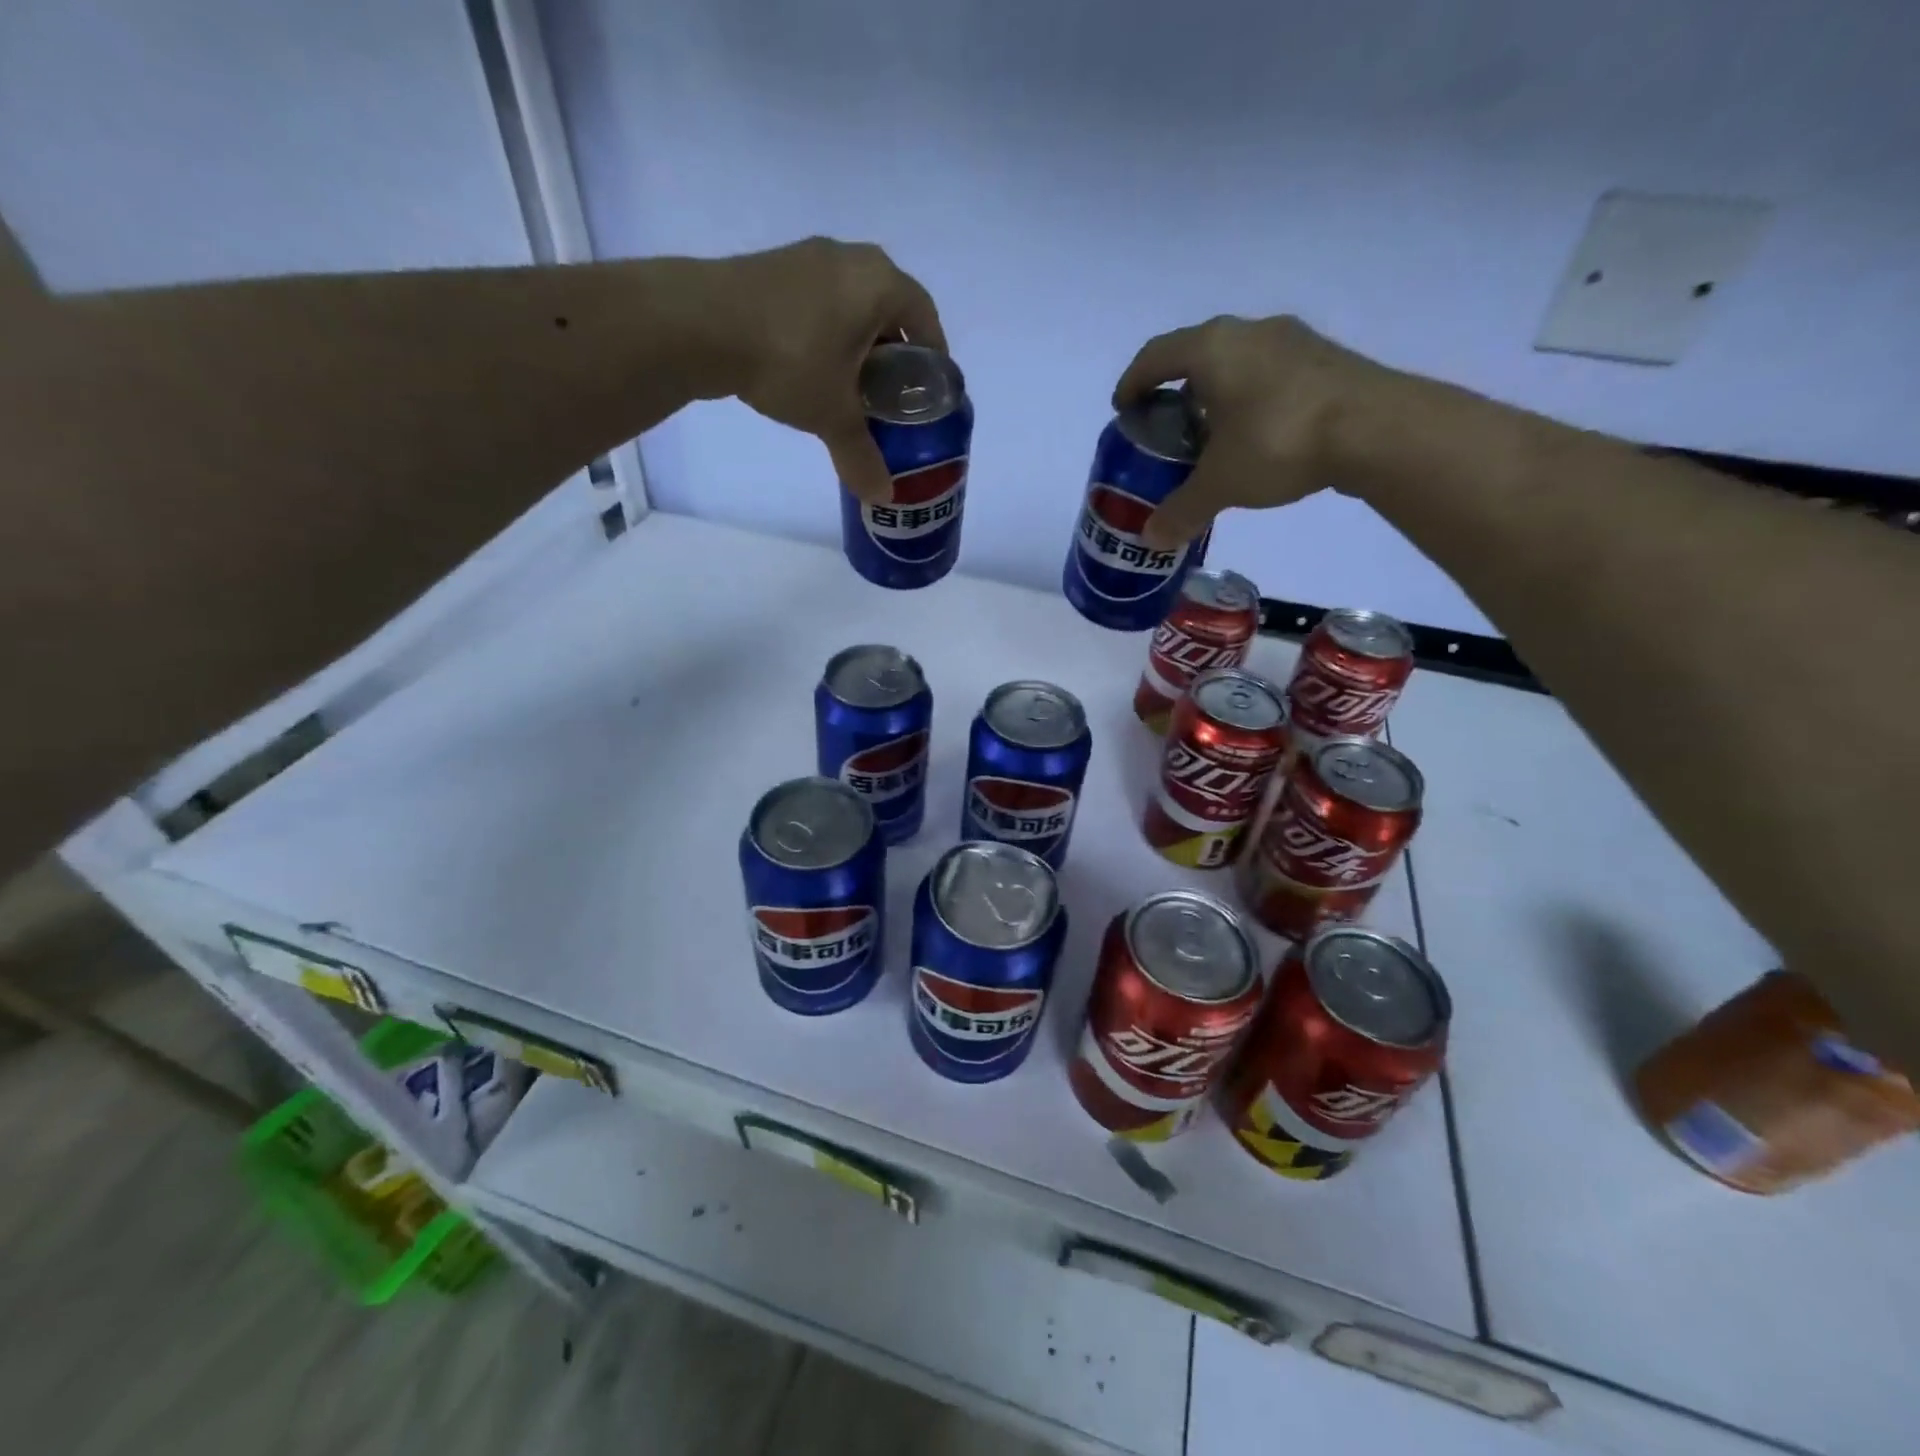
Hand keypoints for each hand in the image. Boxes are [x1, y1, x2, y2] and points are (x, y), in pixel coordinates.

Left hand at [703, 238, 946, 503]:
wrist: (699, 324)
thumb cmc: (789, 360)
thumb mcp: (832, 415)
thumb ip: (862, 455)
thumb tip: (883, 497)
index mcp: (879, 283)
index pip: (926, 316)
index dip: (933, 355)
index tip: (928, 389)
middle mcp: (850, 258)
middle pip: (889, 309)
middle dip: (895, 353)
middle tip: (892, 395)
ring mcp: (808, 258)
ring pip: (851, 305)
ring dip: (858, 344)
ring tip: (852, 387)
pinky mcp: (774, 269)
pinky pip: (819, 303)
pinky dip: (826, 334)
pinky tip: (813, 369)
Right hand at [1113, 315, 1396, 549]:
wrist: (1377, 429)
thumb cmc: (1279, 441)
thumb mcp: (1221, 483)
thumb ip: (1181, 510)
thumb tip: (1152, 539)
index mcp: (1211, 348)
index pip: (1155, 356)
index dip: (1133, 383)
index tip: (1124, 412)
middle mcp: (1248, 331)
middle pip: (1196, 354)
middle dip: (1175, 391)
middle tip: (1167, 430)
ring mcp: (1292, 340)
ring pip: (1237, 362)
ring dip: (1216, 394)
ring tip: (1211, 437)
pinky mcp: (1324, 359)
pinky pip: (1269, 373)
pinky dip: (1251, 399)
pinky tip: (1256, 436)